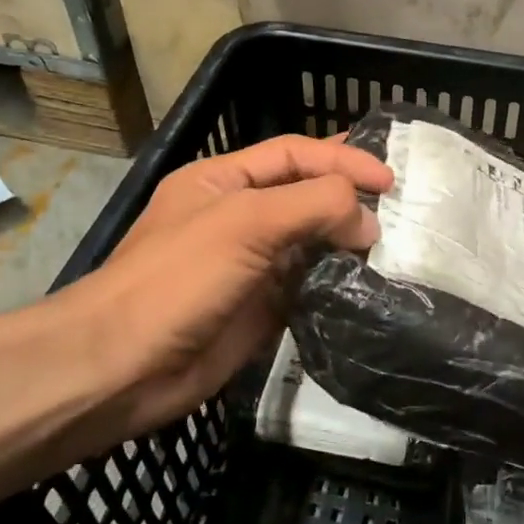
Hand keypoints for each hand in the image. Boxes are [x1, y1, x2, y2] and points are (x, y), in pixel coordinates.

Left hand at [41, 135, 391, 450]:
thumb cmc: (177, 279)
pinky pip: (310, 286)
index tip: (389, 179)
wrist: (121, 369)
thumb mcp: (245, 222)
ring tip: (398, 243)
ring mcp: (250, 265)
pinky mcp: (261, 309)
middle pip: (306, 195)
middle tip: (403, 205)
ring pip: (312, 242)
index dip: (342, 158)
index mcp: (223, 180)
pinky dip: (340, 282)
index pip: (294, 154)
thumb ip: (313, 205)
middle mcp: (239, 217)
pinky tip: (371, 283)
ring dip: (349, 241)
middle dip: (350, 195)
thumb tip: (369, 220)